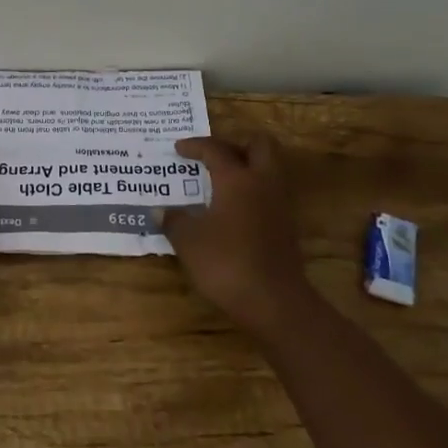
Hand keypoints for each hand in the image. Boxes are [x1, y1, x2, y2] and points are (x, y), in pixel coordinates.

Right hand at [163, 135, 312, 335]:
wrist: (275, 302)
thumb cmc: (227, 262)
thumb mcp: (189, 241)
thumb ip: (174, 221)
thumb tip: (161, 211)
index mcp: (237, 178)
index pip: (215, 149)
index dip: (195, 145)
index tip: (178, 149)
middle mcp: (262, 183)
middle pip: (260, 145)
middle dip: (236, 144)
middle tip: (214, 157)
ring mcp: (279, 205)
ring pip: (269, 169)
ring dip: (247, 168)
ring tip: (221, 182)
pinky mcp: (286, 227)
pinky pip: (269, 194)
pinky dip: (252, 192)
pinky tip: (232, 209)